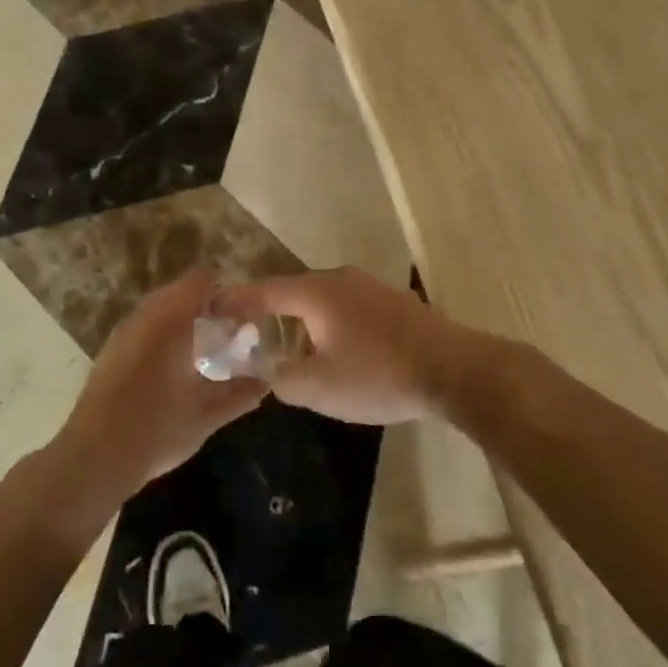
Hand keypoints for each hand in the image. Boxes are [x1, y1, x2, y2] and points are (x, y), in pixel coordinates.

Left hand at [51, 270, 267, 500]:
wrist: (94, 458)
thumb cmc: (156, 429)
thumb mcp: (205, 416)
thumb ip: (238, 395)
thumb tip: (264, 383)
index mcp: (170, 320)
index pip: (201, 280)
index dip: (226, 292)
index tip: (244, 316)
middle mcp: (145, 317)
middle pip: (181, 293)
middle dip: (207, 310)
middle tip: (230, 337)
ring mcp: (123, 334)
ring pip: (161, 312)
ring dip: (185, 324)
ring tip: (206, 354)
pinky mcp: (111, 353)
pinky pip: (145, 330)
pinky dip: (165, 338)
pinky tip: (177, 370)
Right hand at [218, 268, 491, 424]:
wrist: (454, 369)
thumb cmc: (379, 374)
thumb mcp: (320, 388)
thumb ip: (282, 378)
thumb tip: (267, 369)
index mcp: (316, 293)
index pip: (264, 290)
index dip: (236, 299)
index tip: (213, 306)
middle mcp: (340, 279)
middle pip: (293, 290)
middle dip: (269, 310)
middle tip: (250, 331)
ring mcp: (370, 287)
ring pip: (323, 298)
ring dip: (302, 318)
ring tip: (291, 344)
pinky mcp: (394, 301)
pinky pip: (348, 306)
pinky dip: (330, 322)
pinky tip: (337, 348)